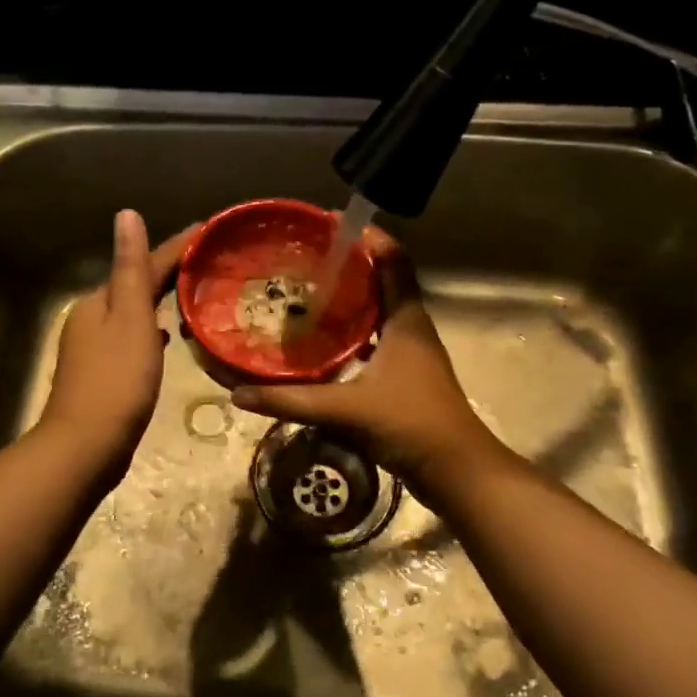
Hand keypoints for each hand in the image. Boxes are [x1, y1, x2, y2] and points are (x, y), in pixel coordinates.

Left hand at [39, 210, 197, 478]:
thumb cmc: (117, 380)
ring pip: (135, 313)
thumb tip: (126, 214)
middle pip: (136, 285)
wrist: (86, 446)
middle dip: (170, 272)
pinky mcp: (103, 374)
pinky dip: (152, 330)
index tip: (209, 231)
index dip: (177, 247)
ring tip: (196, 294)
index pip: (143, 264)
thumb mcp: (130, 318)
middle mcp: (91, 318)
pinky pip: (134, 338)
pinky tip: (167, 337)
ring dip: (161, 301)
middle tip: (210, 261)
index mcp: (99, 301)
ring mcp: (94, 348)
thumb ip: (131, 268)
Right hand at [230, 230, 503, 488]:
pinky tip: (321, 344)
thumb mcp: (347, 409)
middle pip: (383, 281)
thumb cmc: (410, 425)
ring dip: (350, 300)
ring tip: (307, 293)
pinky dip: (350, 333)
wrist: (457, 473)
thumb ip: (292, 401)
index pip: (393, 260)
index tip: (330, 223)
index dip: (367, 237)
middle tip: (306, 259)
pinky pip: (374, 339)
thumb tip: (239, 394)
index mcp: (406, 320)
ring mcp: (410, 353)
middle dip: (348, 266)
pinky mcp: (405, 376)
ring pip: (378, 312)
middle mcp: (411, 328)